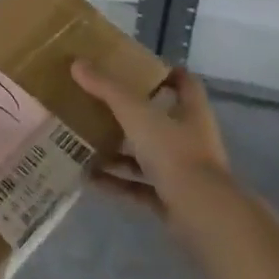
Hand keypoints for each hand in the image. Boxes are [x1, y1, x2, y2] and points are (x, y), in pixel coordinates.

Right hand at [72, 63, 232, 223]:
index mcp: (191, 112)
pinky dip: (116, 182)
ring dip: (118, 151)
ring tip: (85, 141)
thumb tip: (77, 63)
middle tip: (99, 102)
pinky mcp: (172, 200)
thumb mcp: (136, 113)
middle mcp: (190, 139)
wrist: (201, 215)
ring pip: (146, 155)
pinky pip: (139, 187)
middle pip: (160, 120)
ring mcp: (182, 172)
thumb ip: (107, 89)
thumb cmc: (174, 152)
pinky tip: (89, 178)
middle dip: (130, 113)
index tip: (137, 66)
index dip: (165, 72)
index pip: (184, 83)